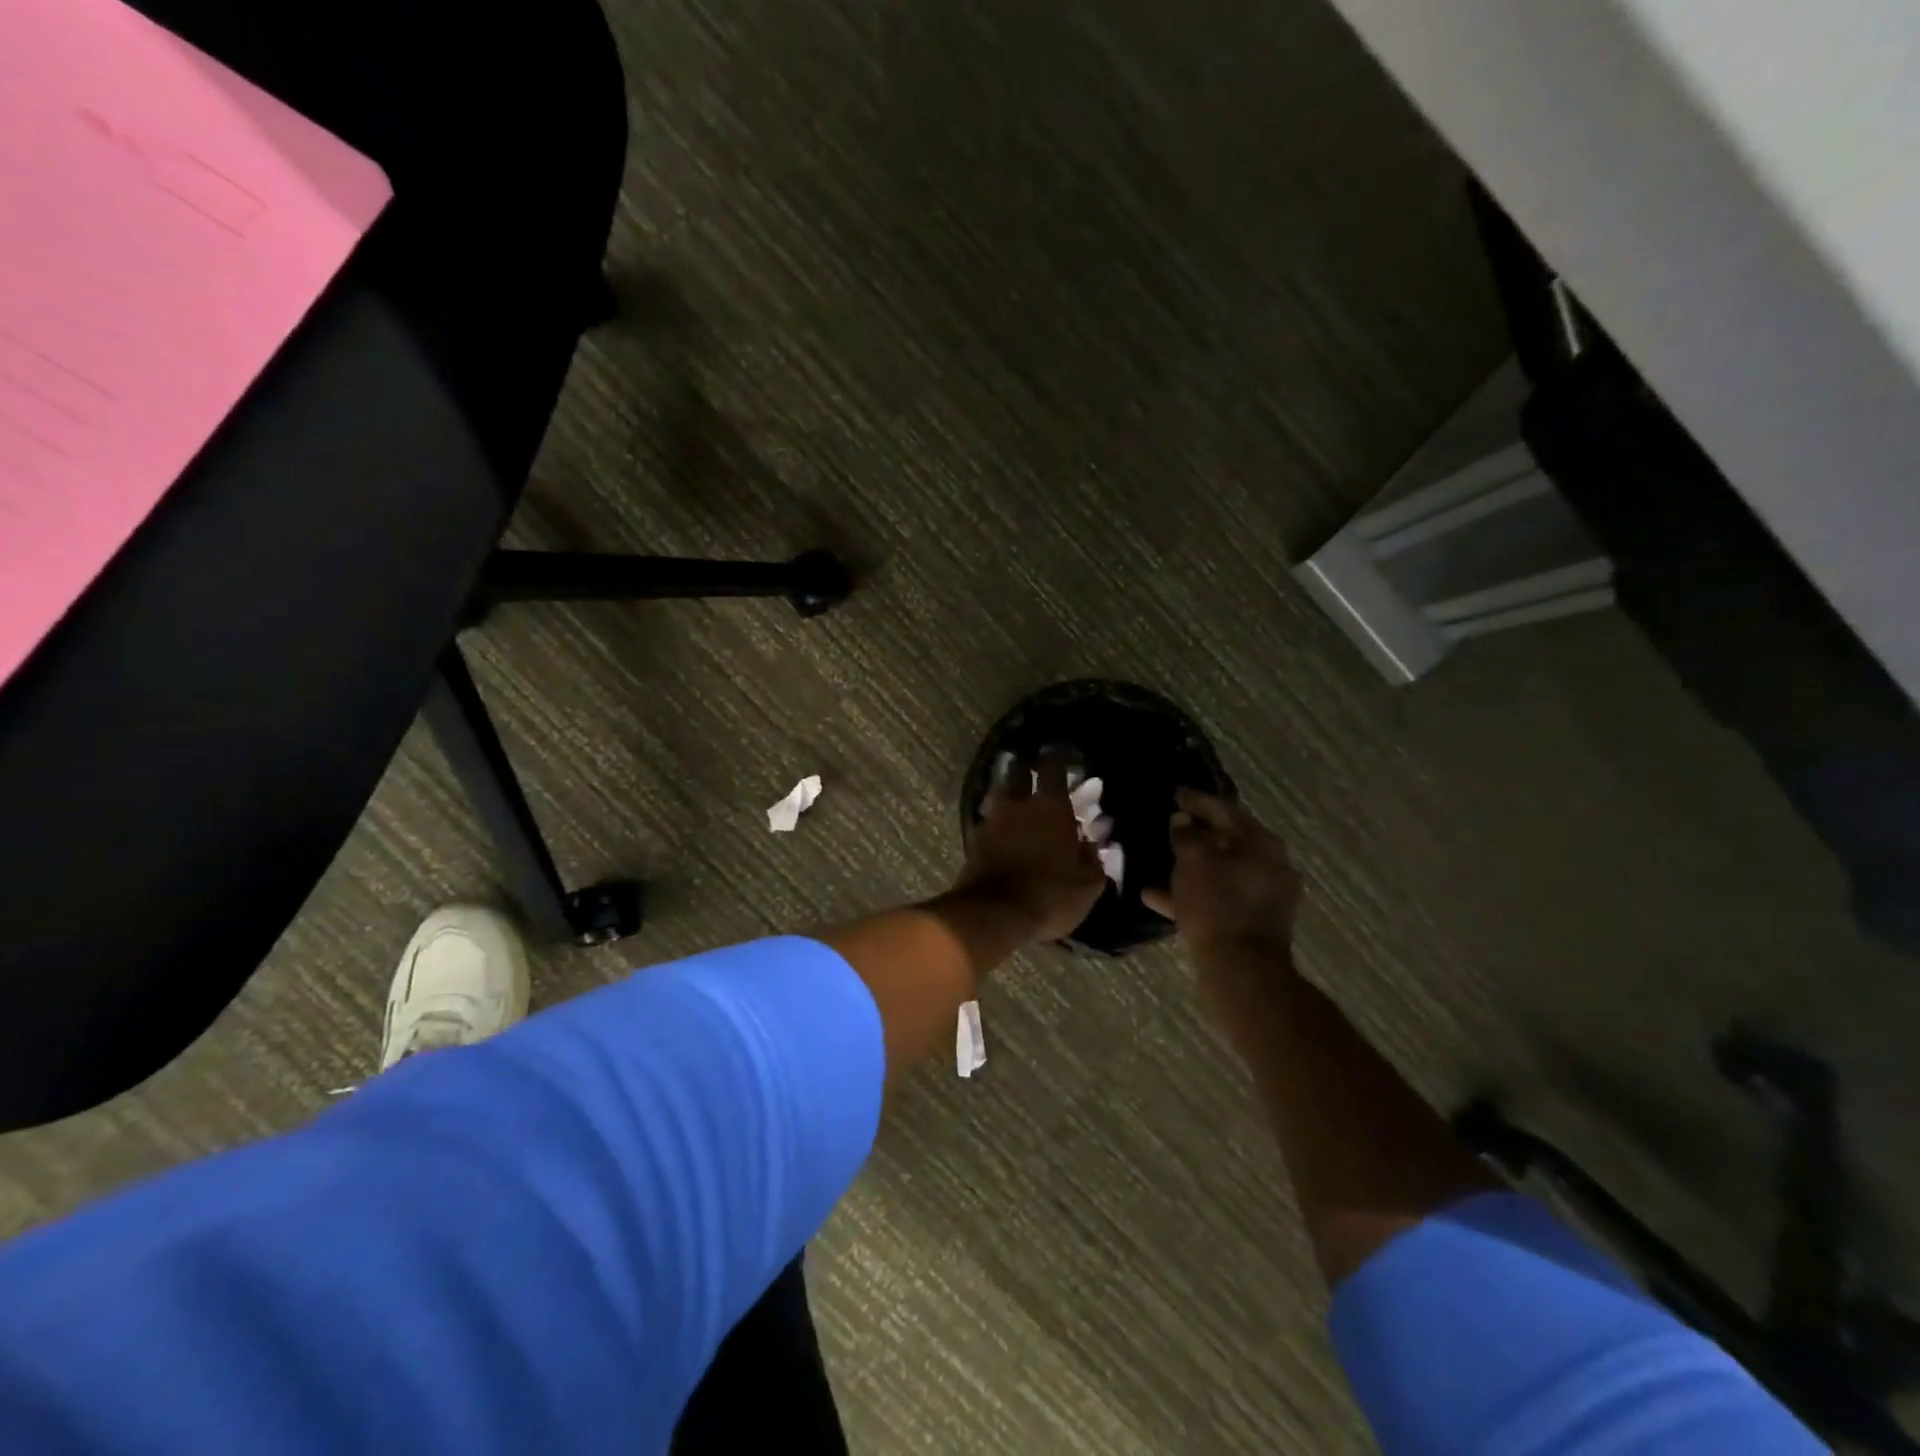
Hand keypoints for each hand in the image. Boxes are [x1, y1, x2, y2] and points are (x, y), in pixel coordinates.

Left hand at [954, 750, 1105, 943]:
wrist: (993, 914)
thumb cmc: (1049, 896)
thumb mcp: (1086, 886)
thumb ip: (1093, 860)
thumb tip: (1092, 844)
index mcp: (1050, 807)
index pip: (1052, 767)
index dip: (1057, 755)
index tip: (1060, 749)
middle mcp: (1018, 804)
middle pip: (1018, 772)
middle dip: (1027, 766)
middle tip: (1034, 767)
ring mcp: (992, 820)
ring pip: (999, 792)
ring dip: (1008, 789)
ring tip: (1016, 794)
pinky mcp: (974, 839)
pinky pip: (988, 818)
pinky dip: (996, 817)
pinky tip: (1002, 825)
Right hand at [1143, 790, 1300, 957]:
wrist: (1242, 969)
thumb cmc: (1217, 905)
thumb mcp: (1193, 862)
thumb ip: (1186, 835)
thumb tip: (1183, 820)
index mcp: (1261, 842)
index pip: (1224, 810)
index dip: (1196, 800)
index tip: (1175, 793)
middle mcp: (1271, 864)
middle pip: (1227, 840)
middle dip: (1196, 833)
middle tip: (1171, 824)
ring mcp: (1265, 895)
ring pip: (1221, 870)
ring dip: (1192, 865)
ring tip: (1160, 860)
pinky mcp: (1254, 921)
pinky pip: (1219, 897)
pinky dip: (1193, 893)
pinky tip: (1157, 896)